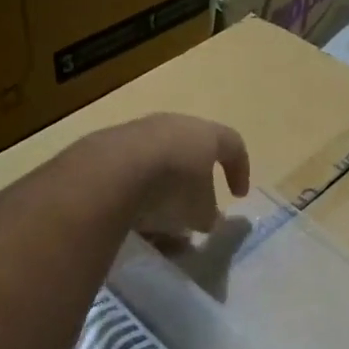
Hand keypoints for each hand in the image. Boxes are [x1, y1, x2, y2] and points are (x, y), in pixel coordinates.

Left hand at [100, 114, 250, 239]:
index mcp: (205, 134)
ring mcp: (139, 132)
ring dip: (163, 191)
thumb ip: (207, 215)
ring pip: (159, 164)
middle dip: (195, 183)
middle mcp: (174, 125)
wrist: (111, 172)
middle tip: (195, 209)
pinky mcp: (109, 146)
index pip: (233, 145)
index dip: (240, 170)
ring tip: (161, 223)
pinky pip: (131, 172)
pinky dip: (137, 193)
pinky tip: (133, 218)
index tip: (238, 195)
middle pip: (191, 152)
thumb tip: (206, 219)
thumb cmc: (172, 187)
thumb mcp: (199, 211)